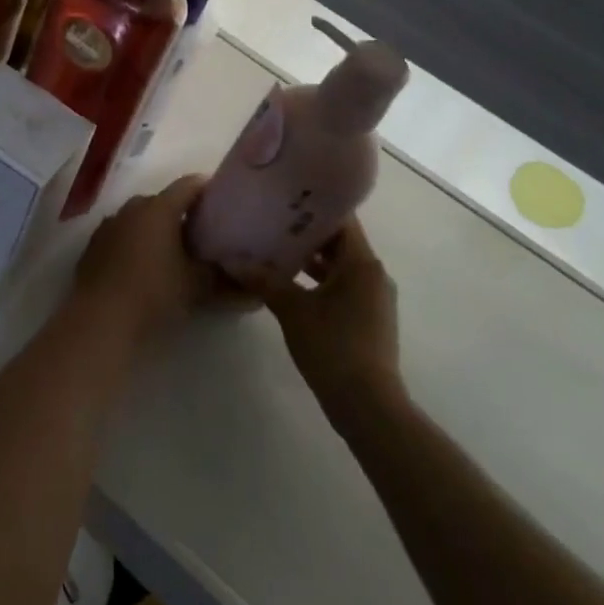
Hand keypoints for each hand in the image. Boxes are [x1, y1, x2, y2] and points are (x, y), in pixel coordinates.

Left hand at [73, 175, 223, 343]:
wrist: (99, 318)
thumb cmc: (153, 293)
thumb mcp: (196, 287)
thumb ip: (226, 283)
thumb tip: (255, 292)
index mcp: (158, 208)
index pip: (189, 186)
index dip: (208, 190)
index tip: (223, 202)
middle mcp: (132, 208)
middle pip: (163, 202)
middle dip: (182, 215)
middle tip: (202, 235)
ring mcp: (109, 225)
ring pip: (140, 219)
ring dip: (157, 230)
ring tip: (175, 253)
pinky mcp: (94, 245)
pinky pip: (122, 235)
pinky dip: (136, 243)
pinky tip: (145, 267)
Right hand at [264, 218, 406, 421]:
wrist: (368, 406)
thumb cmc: (332, 347)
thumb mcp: (292, 309)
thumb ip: (263, 280)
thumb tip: (230, 259)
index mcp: (361, 263)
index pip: (341, 219)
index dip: (314, 206)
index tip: (285, 198)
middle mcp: (373, 274)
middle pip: (339, 242)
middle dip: (306, 233)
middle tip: (271, 222)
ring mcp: (374, 298)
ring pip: (339, 266)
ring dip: (310, 259)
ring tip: (273, 250)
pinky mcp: (369, 318)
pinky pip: (342, 286)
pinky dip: (319, 280)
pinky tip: (289, 284)